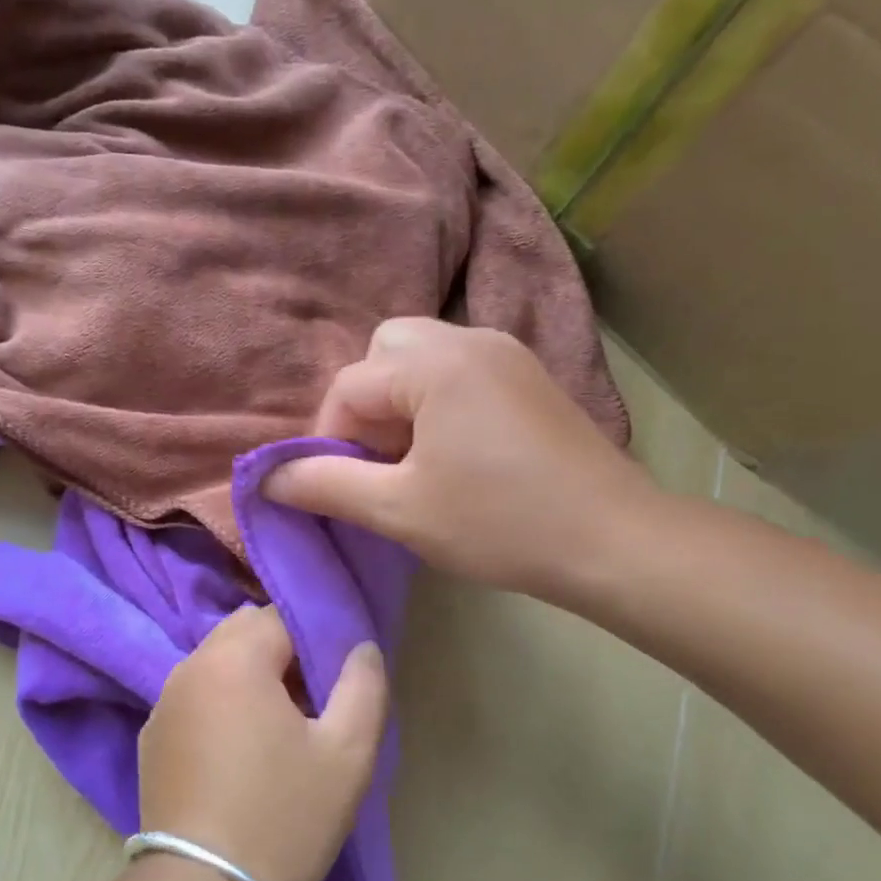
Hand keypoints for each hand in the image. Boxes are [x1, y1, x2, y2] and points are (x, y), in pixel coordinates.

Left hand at [138, 606, 386, 880]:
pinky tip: (239, 756)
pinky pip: (195, 697)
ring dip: (250, 679)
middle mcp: (189, 667)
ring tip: (278, 732)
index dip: (314, 640)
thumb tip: (361, 647)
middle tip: (311, 705)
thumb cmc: (283, 818)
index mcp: (233, 659)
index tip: (334, 682)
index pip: (280, 616)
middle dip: (281, 653)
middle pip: (243, 633)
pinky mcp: (152, 737)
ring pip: (217, 664)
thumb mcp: (347, 754)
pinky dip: (221, 705)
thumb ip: (363, 687)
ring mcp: (163, 703)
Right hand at [262, 317, 662, 606]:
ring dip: (399, 403)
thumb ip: (325, 486)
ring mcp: (506, 354)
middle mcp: (470, 339)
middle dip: (365, 405)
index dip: (328, 438)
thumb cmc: (498, 523)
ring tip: (412, 461)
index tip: (339, 487)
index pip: (349, 385)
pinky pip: (458, 370)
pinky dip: (435, 401)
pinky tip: (453, 454)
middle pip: (384, 351)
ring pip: (421, 358)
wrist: (614, 541)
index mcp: (435, 364)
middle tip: (378, 462)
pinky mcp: (528, 376)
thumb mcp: (398, 510)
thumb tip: (266, 478)